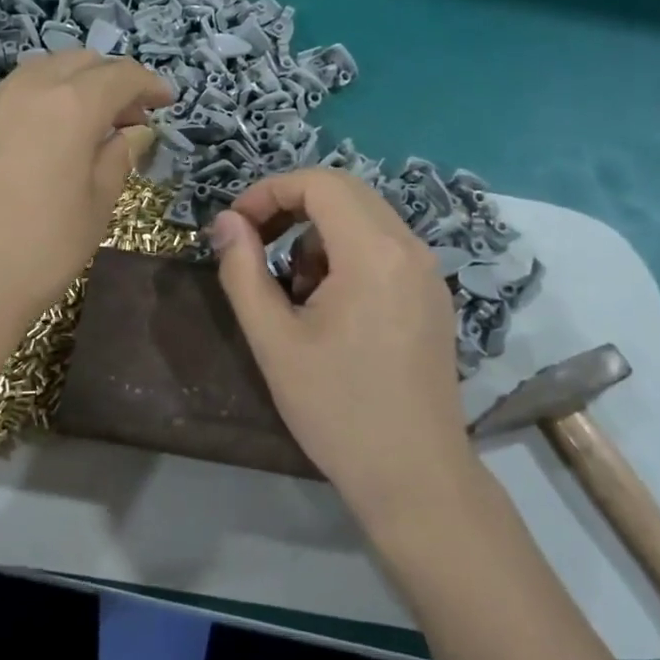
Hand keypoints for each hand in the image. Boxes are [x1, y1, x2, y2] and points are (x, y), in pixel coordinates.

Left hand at [0, 52, 172, 342]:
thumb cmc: (42, 251)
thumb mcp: (97, 207)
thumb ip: (118, 158)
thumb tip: (134, 132)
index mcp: (71, 107)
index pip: (119, 75)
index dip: (148, 83)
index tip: (165, 101)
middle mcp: (26, 92)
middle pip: (76, 62)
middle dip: (108, 79)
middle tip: (126, 116)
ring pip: (35, 74)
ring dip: (67, 86)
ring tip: (81, 124)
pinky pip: (2, 102)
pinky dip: (29, 108)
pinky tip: (30, 145)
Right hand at [210, 168, 473, 522]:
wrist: (414, 476)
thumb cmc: (336, 409)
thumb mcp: (273, 340)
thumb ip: (243, 271)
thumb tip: (226, 222)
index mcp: (374, 252)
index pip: (319, 183)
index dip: (269, 192)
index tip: (236, 226)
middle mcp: (410, 248)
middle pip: (346, 192)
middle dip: (292, 207)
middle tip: (256, 245)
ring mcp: (429, 273)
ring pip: (365, 219)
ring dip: (319, 234)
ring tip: (294, 291)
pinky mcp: (433, 297)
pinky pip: (384, 249)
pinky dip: (347, 255)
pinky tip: (331, 308)